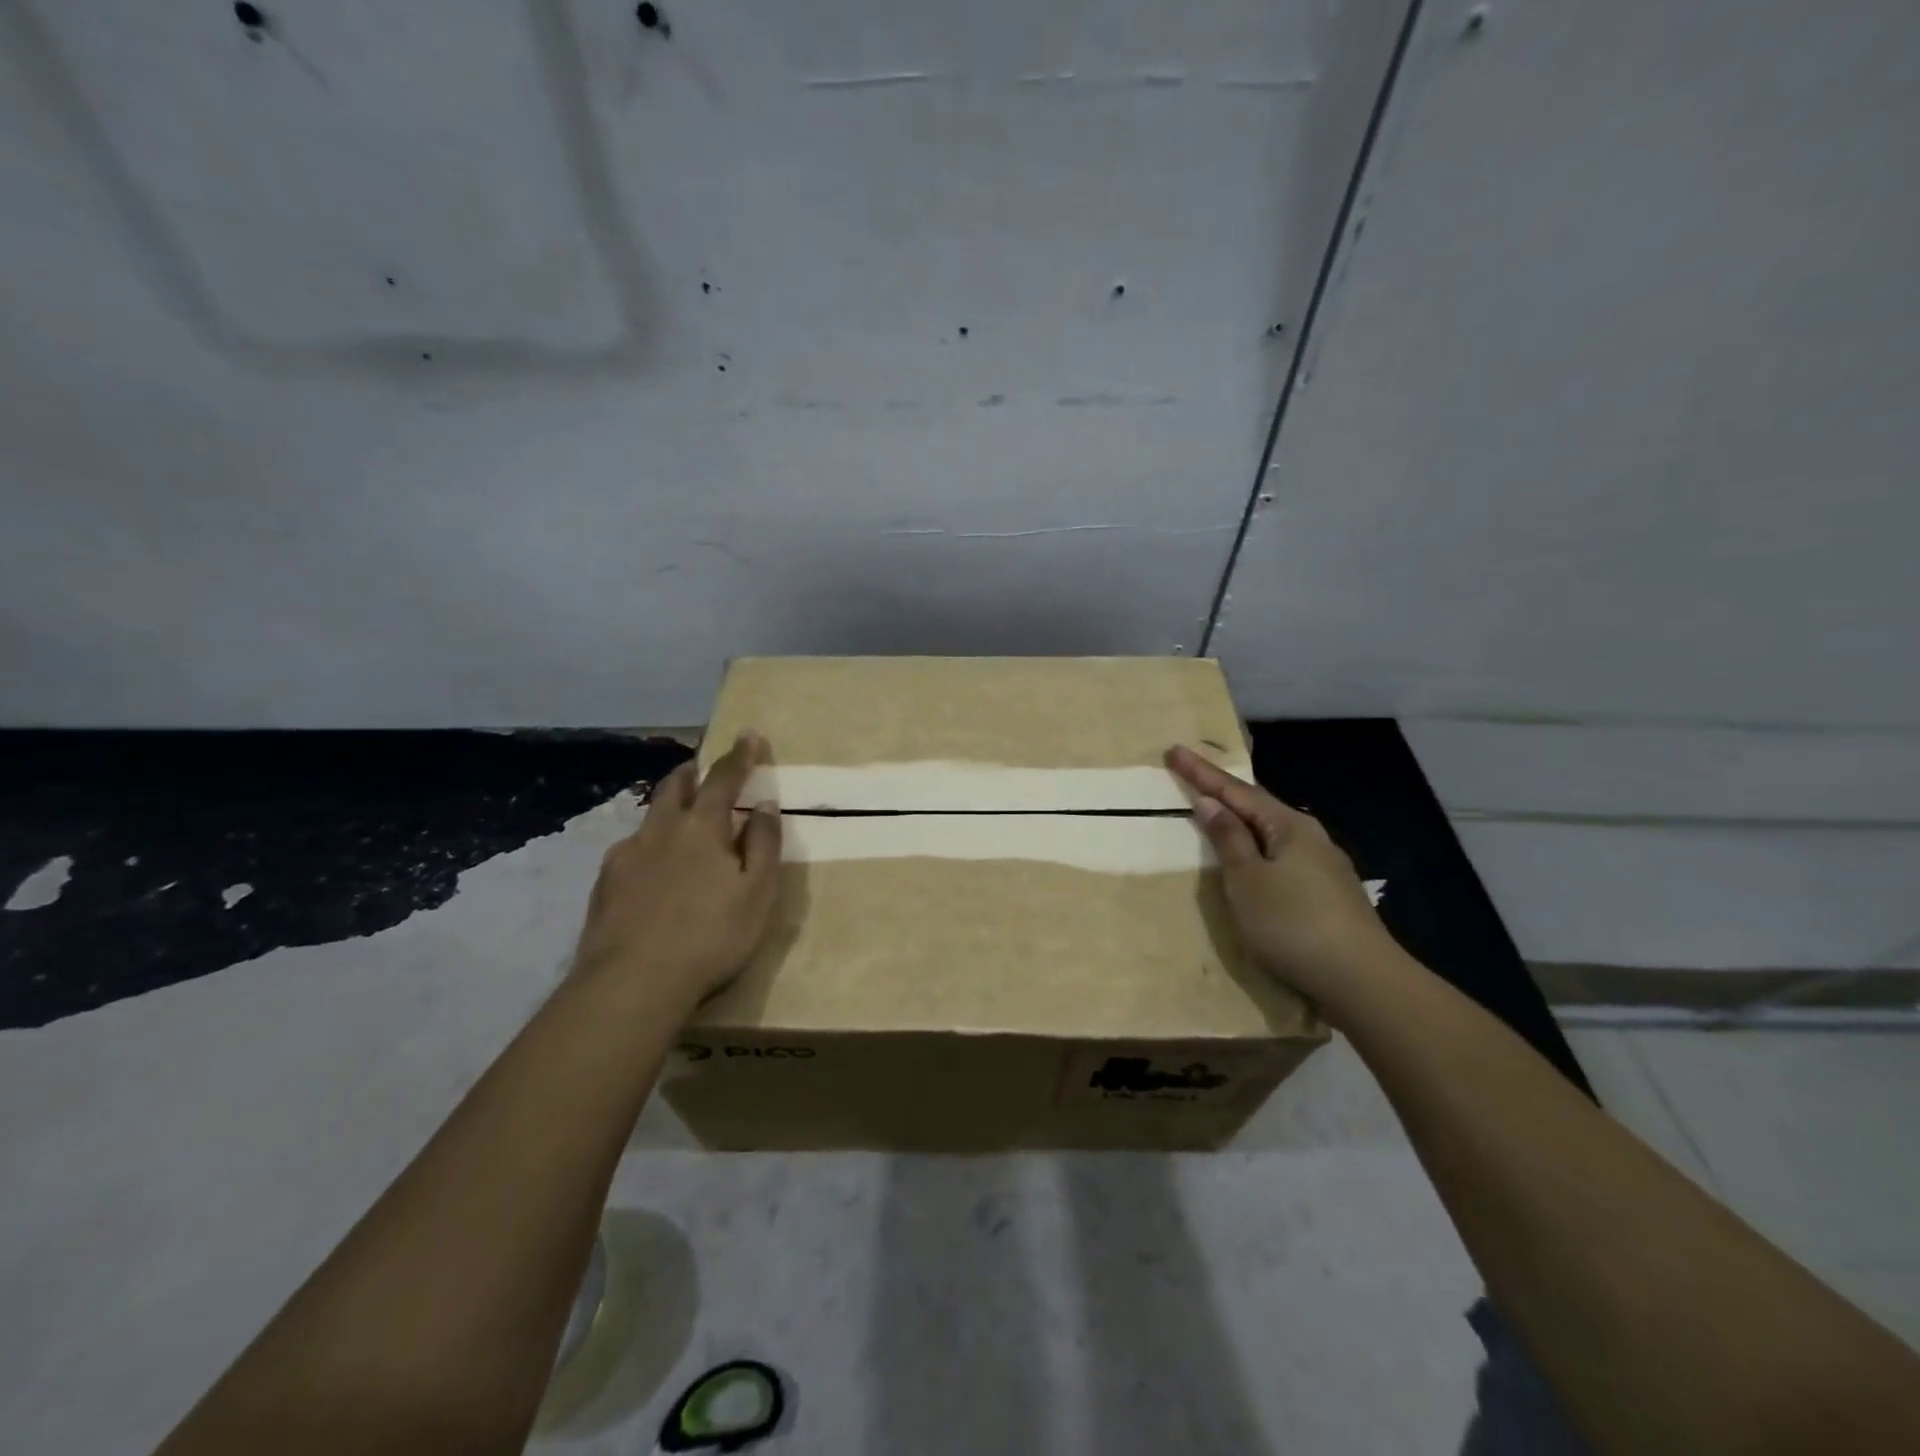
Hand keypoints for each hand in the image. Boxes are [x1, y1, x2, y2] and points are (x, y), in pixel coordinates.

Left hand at [572, 733, 781, 1015]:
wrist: (633, 983)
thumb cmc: (711, 936)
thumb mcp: (757, 892)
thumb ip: (763, 844)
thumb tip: (763, 805)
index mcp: (702, 828)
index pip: (723, 779)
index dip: (739, 756)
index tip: (749, 735)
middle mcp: (660, 831)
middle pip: (673, 787)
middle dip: (691, 772)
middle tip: (701, 770)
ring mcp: (626, 856)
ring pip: (648, 818)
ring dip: (666, 808)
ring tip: (677, 822)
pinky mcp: (604, 885)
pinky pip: (629, 851)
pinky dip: (647, 846)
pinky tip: (650, 871)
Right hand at [1166, 744, 1392, 1006]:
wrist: (1362, 980)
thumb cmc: (1292, 923)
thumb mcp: (1248, 879)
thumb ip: (1228, 839)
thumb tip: (1210, 803)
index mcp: (1289, 826)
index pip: (1236, 791)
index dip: (1202, 773)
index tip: (1174, 751)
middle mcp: (1311, 837)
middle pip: (1258, 807)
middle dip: (1225, 794)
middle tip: (1192, 778)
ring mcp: (1325, 866)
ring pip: (1273, 834)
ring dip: (1242, 823)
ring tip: (1218, 816)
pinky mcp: (1330, 894)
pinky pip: (1283, 857)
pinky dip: (1258, 850)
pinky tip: (1254, 861)